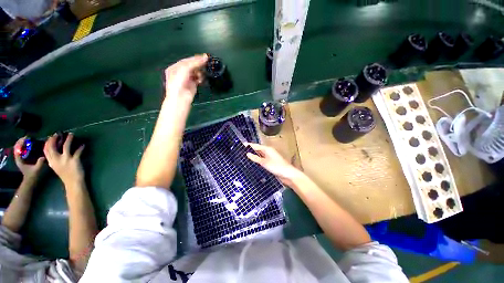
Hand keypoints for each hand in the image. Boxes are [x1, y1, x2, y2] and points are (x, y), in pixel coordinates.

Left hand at [14, 137, 44, 179]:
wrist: (30, 180)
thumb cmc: (33, 175)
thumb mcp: (37, 169)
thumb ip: (40, 163)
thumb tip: (44, 156)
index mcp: (19, 159)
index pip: (17, 148)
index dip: (21, 142)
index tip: (27, 138)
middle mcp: (18, 157)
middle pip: (18, 146)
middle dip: (22, 141)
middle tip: (30, 137)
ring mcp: (21, 157)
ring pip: (20, 147)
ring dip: (24, 143)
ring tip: (31, 139)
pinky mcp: (23, 158)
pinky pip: (23, 150)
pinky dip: (25, 146)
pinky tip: (31, 144)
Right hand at [44, 133, 84, 185]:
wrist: (73, 182)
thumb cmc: (66, 174)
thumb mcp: (56, 167)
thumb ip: (54, 160)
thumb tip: (56, 151)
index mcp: (51, 162)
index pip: (46, 150)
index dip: (48, 142)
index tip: (51, 137)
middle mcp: (56, 160)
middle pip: (53, 147)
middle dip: (55, 139)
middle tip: (59, 134)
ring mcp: (66, 160)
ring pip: (66, 146)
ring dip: (69, 139)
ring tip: (72, 134)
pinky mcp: (75, 160)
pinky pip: (78, 151)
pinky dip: (81, 147)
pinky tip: (83, 144)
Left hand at [164, 54, 207, 104]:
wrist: (180, 97)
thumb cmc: (179, 82)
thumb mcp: (185, 69)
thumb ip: (194, 63)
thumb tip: (204, 58)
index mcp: (175, 68)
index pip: (186, 61)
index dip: (195, 58)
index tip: (204, 57)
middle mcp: (180, 73)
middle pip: (191, 66)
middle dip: (198, 65)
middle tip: (206, 63)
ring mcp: (187, 79)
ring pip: (195, 73)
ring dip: (200, 73)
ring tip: (201, 74)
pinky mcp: (192, 85)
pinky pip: (198, 79)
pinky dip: (200, 79)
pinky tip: (201, 79)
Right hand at [245, 143, 301, 186]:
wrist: (287, 174)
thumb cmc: (276, 166)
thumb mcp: (264, 162)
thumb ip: (255, 158)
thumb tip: (247, 153)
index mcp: (267, 149)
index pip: (256, 146)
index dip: (249, 146)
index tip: (241, 146)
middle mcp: (268, 152)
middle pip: (258, 150)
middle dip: (251, 151)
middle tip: (241, 153)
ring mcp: (270, 157)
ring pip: (260, 155)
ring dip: (254, 156)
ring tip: (244, 158)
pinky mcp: (271, 163)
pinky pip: (262, 160)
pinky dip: (258, 161)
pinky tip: (253, 164)